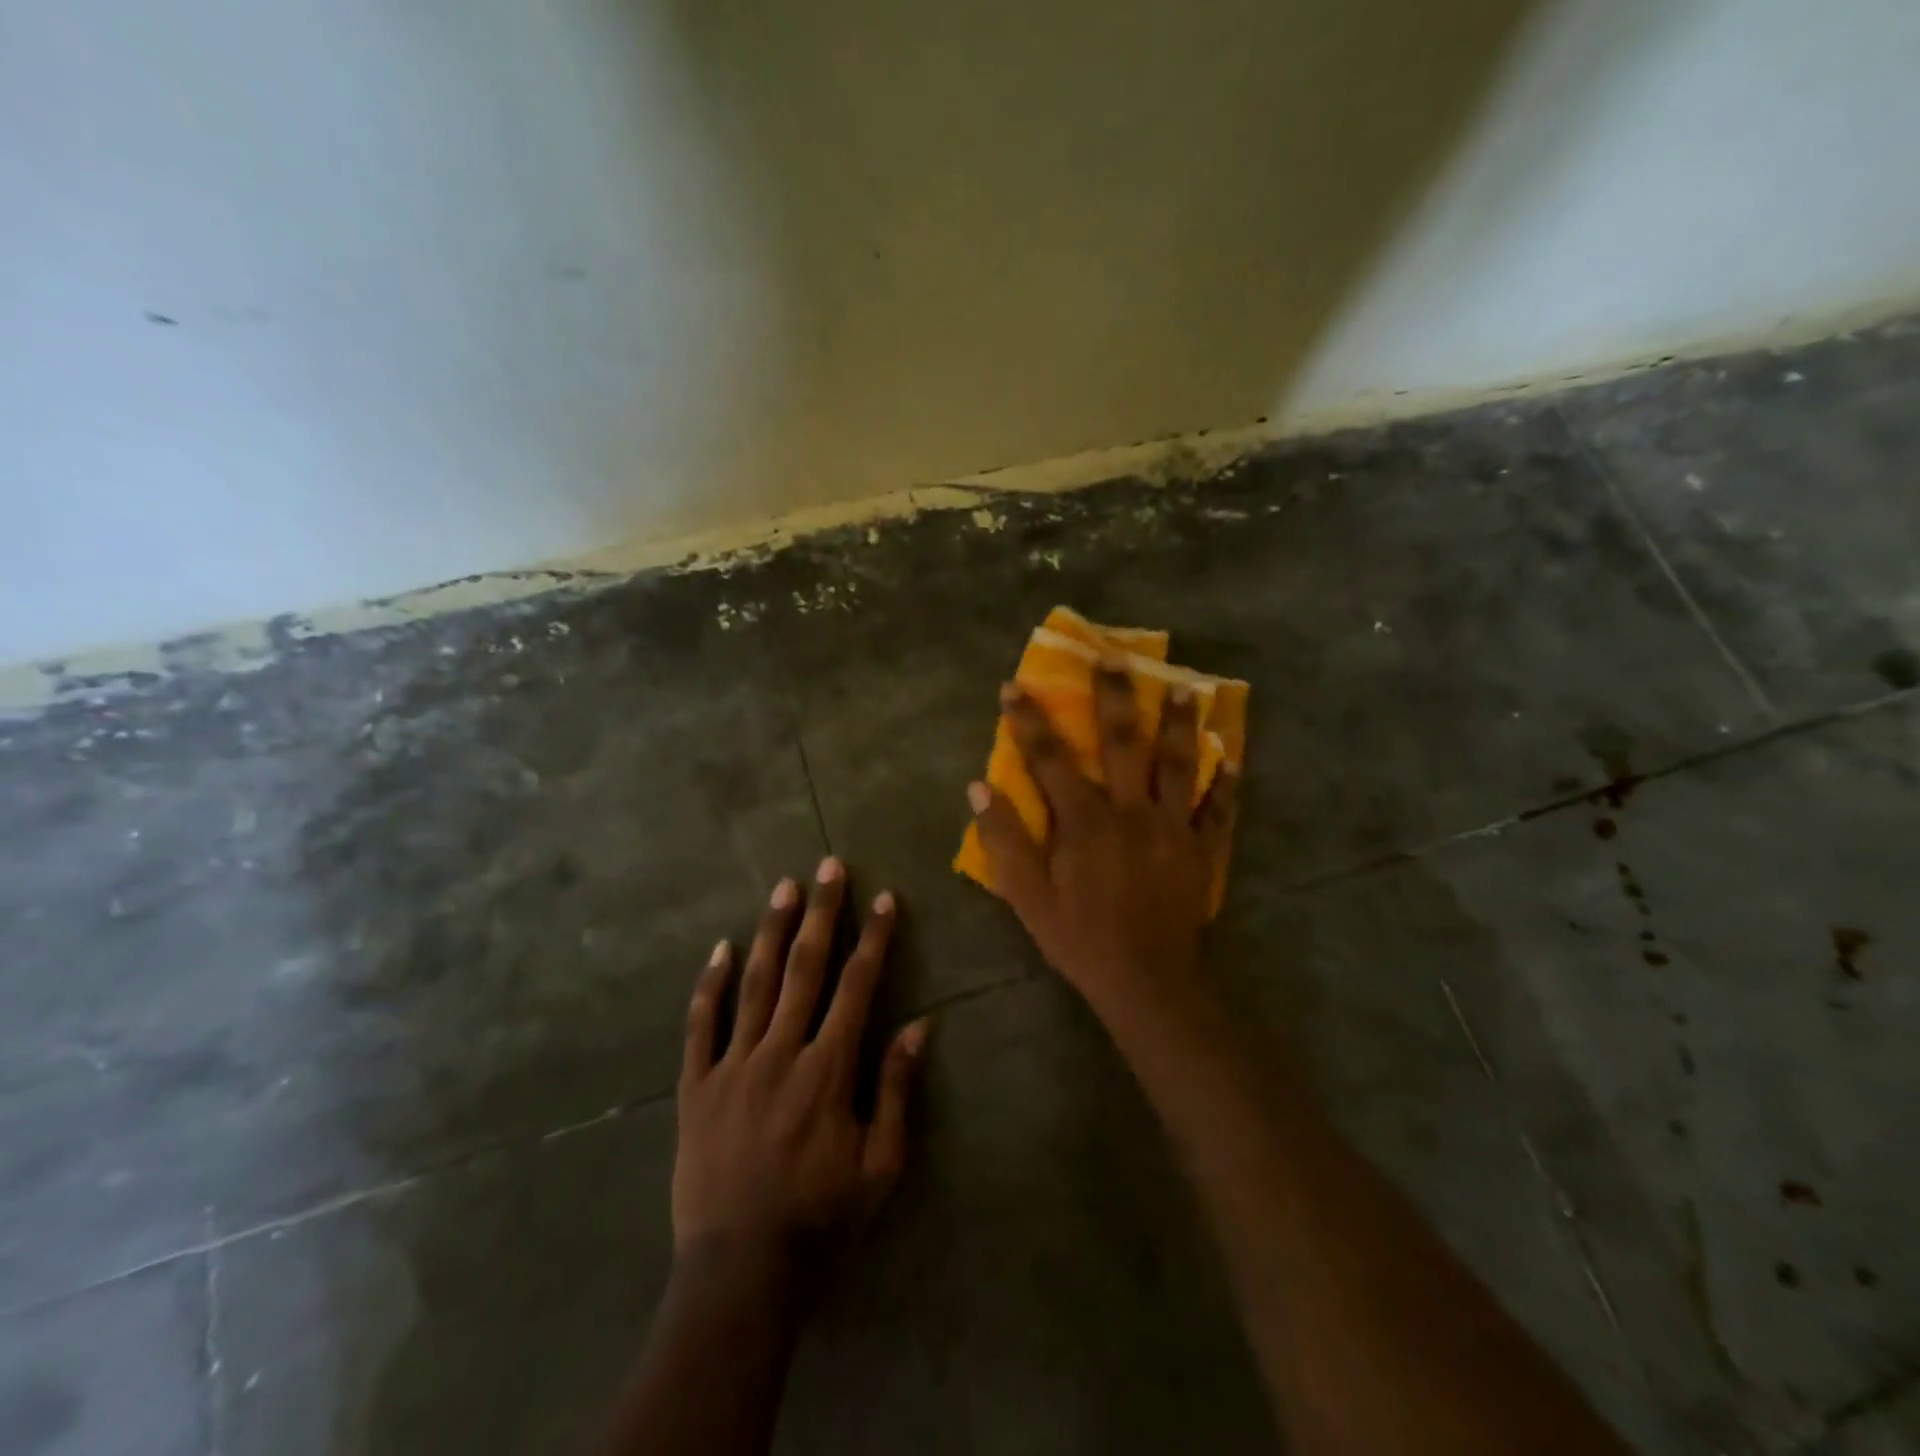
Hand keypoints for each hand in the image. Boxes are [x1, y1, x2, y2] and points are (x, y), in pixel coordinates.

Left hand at [673, 858, 928, 1285]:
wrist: (739, 1273)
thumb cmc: (821, 1220)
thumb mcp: (880, 1165)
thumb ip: (896, 1090)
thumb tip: (919, 1026)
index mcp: (828, 1069)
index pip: (857, 986)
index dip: (873, 939)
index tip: (884, 899)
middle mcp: (781, 1053)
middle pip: (804, 969)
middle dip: (821, 913)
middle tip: (829, 867)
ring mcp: (733, 1066)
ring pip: (754, 983)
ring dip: (771, 931)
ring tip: (784, 888)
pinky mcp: (696, 1086)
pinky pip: (701, 1025)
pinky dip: (710, 984)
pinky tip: (719, 948)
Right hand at [967, 667, 1236, 1015]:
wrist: (1146, 981)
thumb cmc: (1080, 938)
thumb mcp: (1028, 896)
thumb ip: (1004, 839)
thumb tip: (979, 787)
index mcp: (1084, 821)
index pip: (1049, 759)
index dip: (1028, 721)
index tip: (1014, 687)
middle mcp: (1130, 810)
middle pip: (1123, 742)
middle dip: (1114, 697)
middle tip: (1114, 657)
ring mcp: (1171, 827)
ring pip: (1177, 764)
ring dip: (1177, 723)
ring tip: (1183, 687)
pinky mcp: (1199, 849)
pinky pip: (1215, 809)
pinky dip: (1225, 783)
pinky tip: (1231, 757)